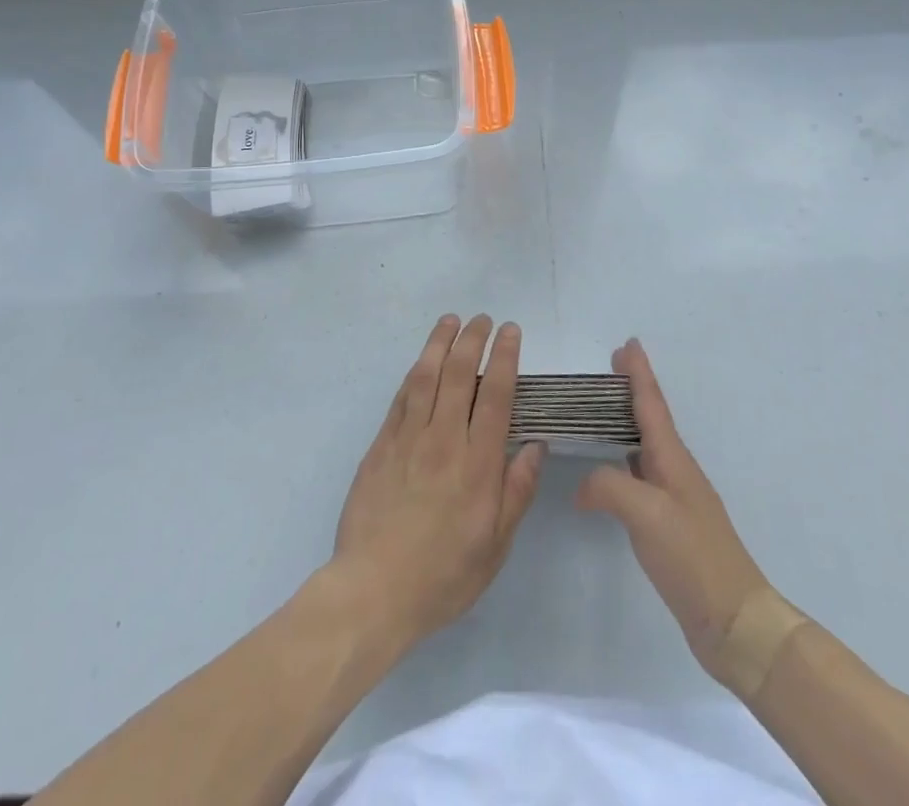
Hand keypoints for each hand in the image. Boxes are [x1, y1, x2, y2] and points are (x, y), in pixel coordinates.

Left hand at [330, 314, 544, 654]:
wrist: (373, 591)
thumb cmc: (443, 575)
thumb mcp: (495, 546)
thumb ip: (516, 491)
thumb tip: (535, 445)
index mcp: (477, 464)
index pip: (495, 396)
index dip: (504, 358)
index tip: (510, 331)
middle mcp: (443, 440)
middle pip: (459, 375)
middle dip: (473, 340)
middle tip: (483, 318)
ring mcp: (408, 439)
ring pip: (426, 376)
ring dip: (439, 344)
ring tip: (450, 321)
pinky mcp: (381, 446)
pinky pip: (400, 398)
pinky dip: (413, 373)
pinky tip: (420, 362)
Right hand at [576, 338, 778, 689]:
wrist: (734, 621)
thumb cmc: (693, 557)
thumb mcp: (646, 513)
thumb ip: (609, 485)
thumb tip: (584, 485)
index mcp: (672, 458)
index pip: (651, 404)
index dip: (638, 373)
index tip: (628, 343)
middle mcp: (675, 470)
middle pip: (650, 418)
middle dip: (632, 391)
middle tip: (610, 368)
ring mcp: (675, 498)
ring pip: (646, 446)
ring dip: (627, 422)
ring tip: (602, 411)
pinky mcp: (670, 525)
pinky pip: (641, 476)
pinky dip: (623, 460)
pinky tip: (610, 472)